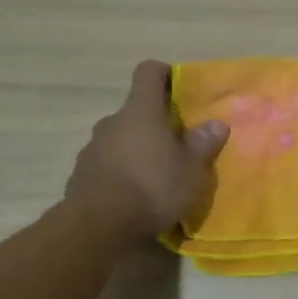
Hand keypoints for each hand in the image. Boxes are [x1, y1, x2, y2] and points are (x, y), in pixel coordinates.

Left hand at [65, 60, 229, 244]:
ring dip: (136, 150)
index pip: (148, 73)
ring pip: (120, 139)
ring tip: (155, 176)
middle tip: (176, 145)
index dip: (164, 74)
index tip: (178, 87)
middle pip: (135, 112)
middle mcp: (112, 122)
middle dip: (154, 124)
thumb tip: (217, 123)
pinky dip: (120, 173)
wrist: (99, 226)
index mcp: (140, 111)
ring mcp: (92, 148)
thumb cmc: (152, 188)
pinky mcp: (80, 175)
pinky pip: (106, 165)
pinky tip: (133, 196)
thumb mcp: (190, 170)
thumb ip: (203, 144)